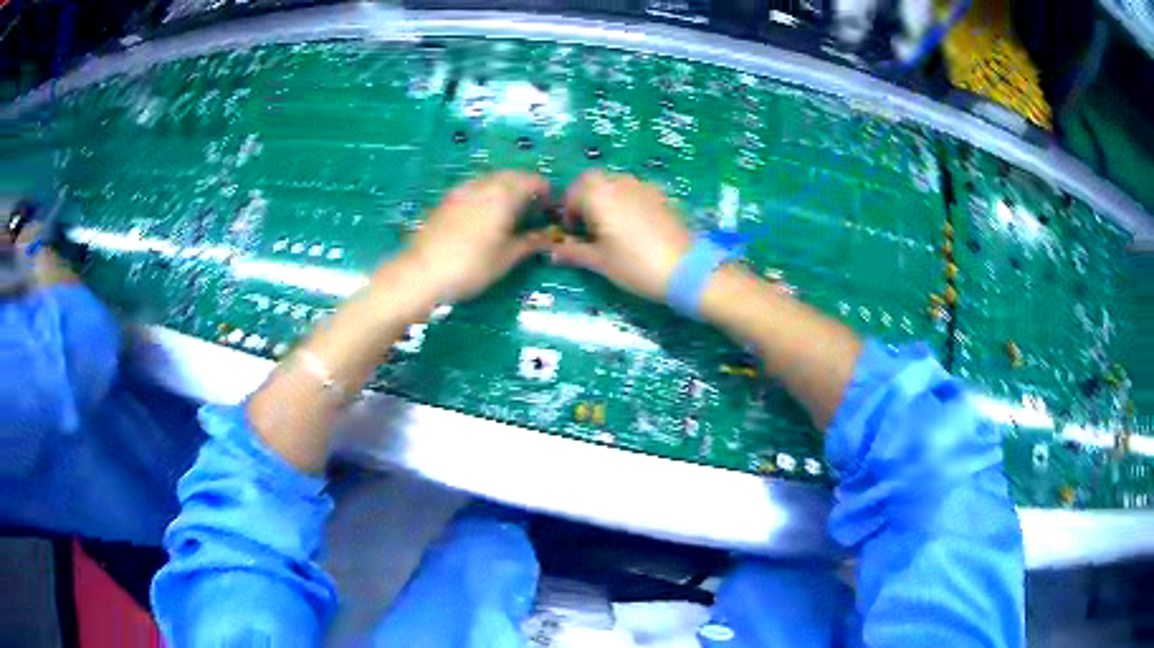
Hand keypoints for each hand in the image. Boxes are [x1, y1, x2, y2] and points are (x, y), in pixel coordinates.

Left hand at [386, 172, 548, 303]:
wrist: (421, 273)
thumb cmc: (470, 266)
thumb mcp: (506, 258)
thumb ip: (530, 243)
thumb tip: (550, 237)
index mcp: (503, 194)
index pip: (532, 180)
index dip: (545, 191)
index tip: (551, 207)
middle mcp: (483, 184)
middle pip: (511, 175)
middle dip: (525, 186)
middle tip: (533, 208)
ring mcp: (461, 190)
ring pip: (490, 179)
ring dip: (504, 188)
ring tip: (509, 211)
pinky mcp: (445, 200)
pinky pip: (473, 188)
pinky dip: (485, 194)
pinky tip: (483, 215)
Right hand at [550, 171, 691, 301]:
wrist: (685, 269)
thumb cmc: (635, 265)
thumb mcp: (600, 261)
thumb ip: (573, 252)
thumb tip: (552, 252)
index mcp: (598, 194)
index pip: (572, 193)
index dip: (568, 213)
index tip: (572, 233)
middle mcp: (619, 182)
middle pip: (593, 180)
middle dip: (585, 198)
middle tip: (588, 225)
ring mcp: (643, 185)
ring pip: (615, 182)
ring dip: (606, 197)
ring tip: (610, 226)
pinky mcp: (661, 194)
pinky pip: (635, 189)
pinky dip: (626, 200)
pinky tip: (634, 226)